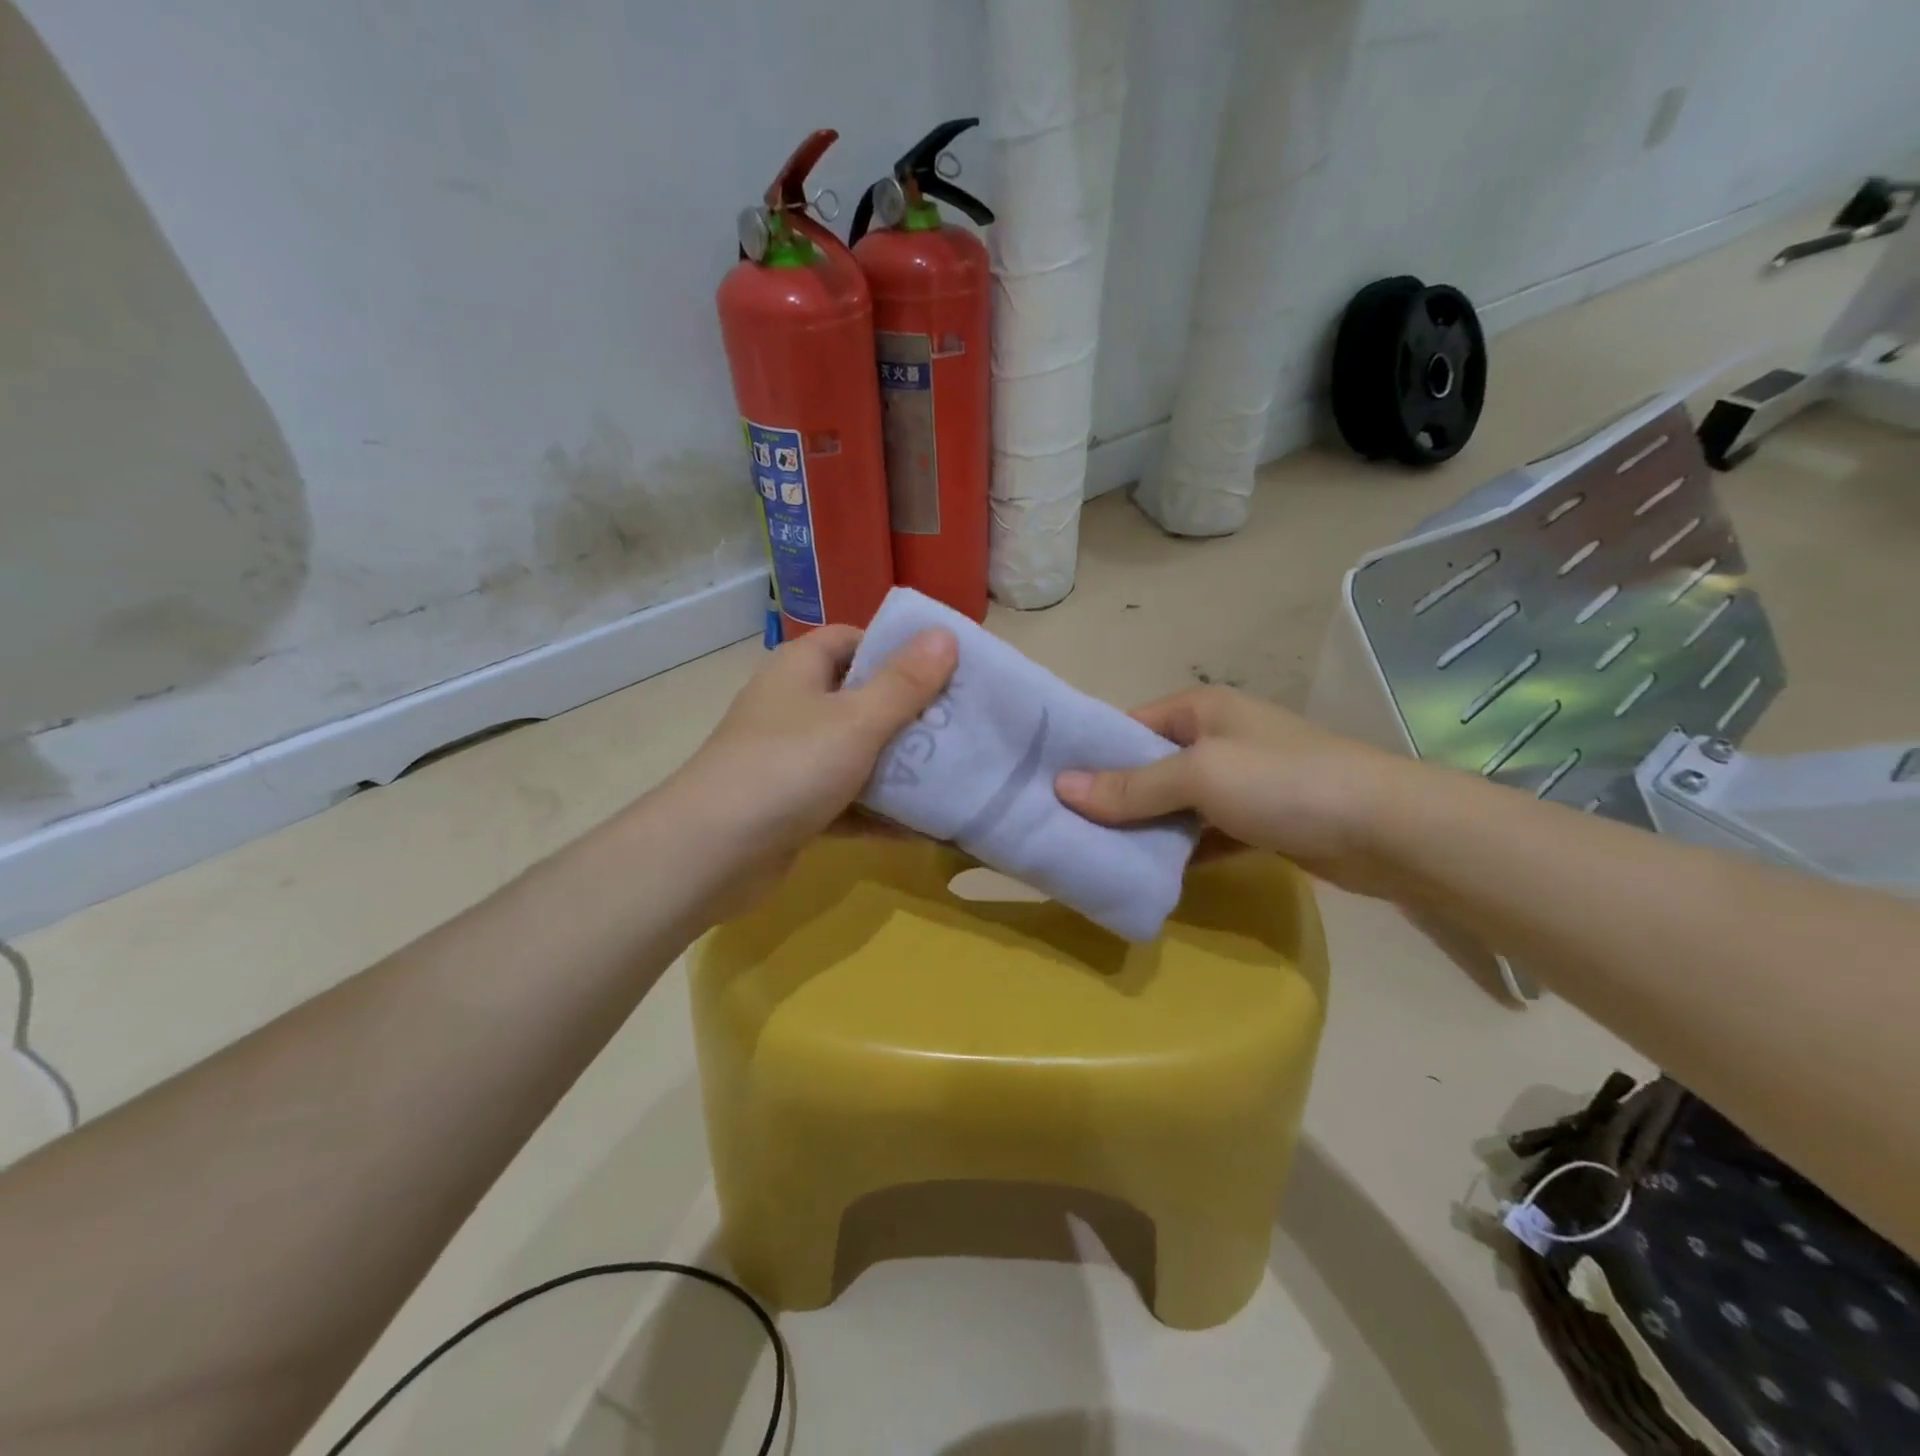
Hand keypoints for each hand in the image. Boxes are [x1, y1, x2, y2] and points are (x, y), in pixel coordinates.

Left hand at [664, 624, 956, 917]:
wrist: (712, 854)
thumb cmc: (789, 767)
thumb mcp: (857, 720)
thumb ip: (905, 682)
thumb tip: (945, 634)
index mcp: (800, 669)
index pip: (853, 640)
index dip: (897, 649)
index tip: (944, 670)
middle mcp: (793, 707)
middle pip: (860, 698)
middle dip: (909, 713)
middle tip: (960, 725)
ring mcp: (791, 759)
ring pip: (856, 753)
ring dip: (898, 766)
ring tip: (955, 772)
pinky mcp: (793, 806)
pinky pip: (846, 800)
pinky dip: (878, 811)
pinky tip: (923, 825)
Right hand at [1053, 686, 1409, 893]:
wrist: (1386, 829)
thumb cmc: (1283, 783)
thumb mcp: (1198, 775)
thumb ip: (1131, 786)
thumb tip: (1061, 788)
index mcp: (1200, 710)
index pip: (1128, 726)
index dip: (1089, 755)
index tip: (1049, 788)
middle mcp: (1216, 738)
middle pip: (1148, 768)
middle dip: (1112, 798)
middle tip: (1065, 829)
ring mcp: (1239, 782)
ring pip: (1174, 805)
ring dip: (1144, 829)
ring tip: (1095, 855)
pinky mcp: (1258, 822)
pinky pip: (1202, 834)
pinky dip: (1180, 851)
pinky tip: (1149, 874)